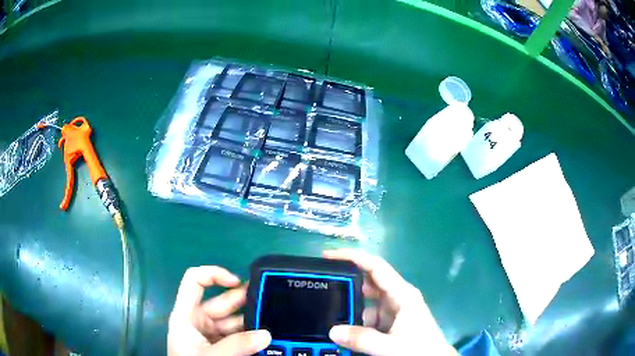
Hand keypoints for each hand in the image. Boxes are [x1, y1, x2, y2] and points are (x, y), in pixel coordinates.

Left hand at [168, 266, 270, 355]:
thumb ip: (237, 345)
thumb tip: (267, 334)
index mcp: (187, 315)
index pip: (195, 282)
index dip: (214, 274)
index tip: (238, 282)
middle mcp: (200, 321)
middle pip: (223, 302)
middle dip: (246, 301)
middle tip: (272, 300)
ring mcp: (213, 335)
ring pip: (236, 321)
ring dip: (254, 321)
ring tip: (276, 320)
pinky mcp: (224, 347)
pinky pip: (241, 337)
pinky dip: (254, 336)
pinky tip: (270, 337)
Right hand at [324, 249, 456, 355]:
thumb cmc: (419, 350)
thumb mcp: (390, 347)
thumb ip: (362, 339)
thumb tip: (332, 330)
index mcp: (402, 295)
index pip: (376, 267)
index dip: (353, 258)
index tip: (328, 256)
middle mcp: (398, 298)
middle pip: (368, 282)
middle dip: (346, 282)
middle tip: (320, 285)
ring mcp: (394, 311)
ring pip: (366, 302)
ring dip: (349, 305)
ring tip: (326, 309)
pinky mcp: (390, 323)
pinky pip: (367, 317)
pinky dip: (355, 320)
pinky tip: (342, 328)